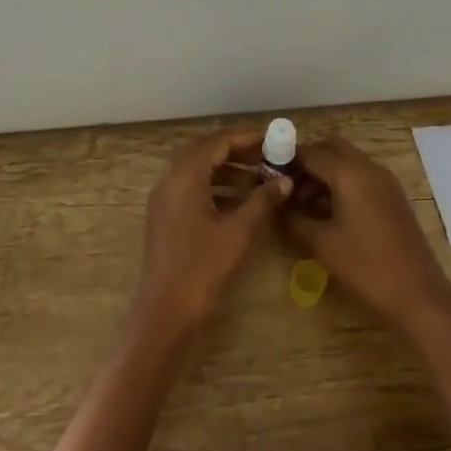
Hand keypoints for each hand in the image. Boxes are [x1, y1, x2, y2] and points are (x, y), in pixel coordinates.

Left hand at [136, 130, 290, 338]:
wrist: (166, 312)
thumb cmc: (203, 268)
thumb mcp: (239, 232)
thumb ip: (263, 201)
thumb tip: (285, 180)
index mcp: (185, 177)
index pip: (217, 142)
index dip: (245, 137)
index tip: (272, 138)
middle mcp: (170, 181)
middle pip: (203, 150)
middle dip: (234, 148)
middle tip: (264, 154)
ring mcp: (164, 200)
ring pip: (196, 169)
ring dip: (225, 168)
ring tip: (258, 176)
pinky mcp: (165, 218)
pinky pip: (191, 188)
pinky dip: (214, 185)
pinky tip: (239, 200)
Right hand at [291, 137, 450, 332]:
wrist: (418, 294)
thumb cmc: (366, 266)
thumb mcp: (321, 243)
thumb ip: (293, 219)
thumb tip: (274, 206)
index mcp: (350, 173)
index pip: (311, 152)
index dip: (286, 159)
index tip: (265, 174)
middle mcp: (369, 168)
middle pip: (331, 148)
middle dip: (306, 162)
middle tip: (285, 187)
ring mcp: (384, 182)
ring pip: (347, 162)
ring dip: (323, 174)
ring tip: (301, 205)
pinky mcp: (391, 197)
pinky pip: (360, 178)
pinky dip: (340, 185)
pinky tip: (325, 213)